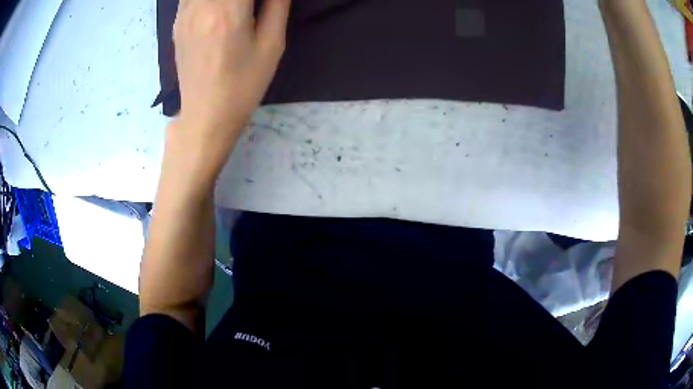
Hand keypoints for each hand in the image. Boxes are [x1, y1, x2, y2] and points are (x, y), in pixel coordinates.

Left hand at [172, 0, 290, 149]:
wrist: (205, 115)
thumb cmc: (243, 85)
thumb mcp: (271, 45)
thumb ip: (276, 5)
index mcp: (227, 11)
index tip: (266, 0)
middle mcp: (201, 6)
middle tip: (250, 5)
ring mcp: (184, 14)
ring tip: (238, 7)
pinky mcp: (177, 23)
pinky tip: (219, 6)